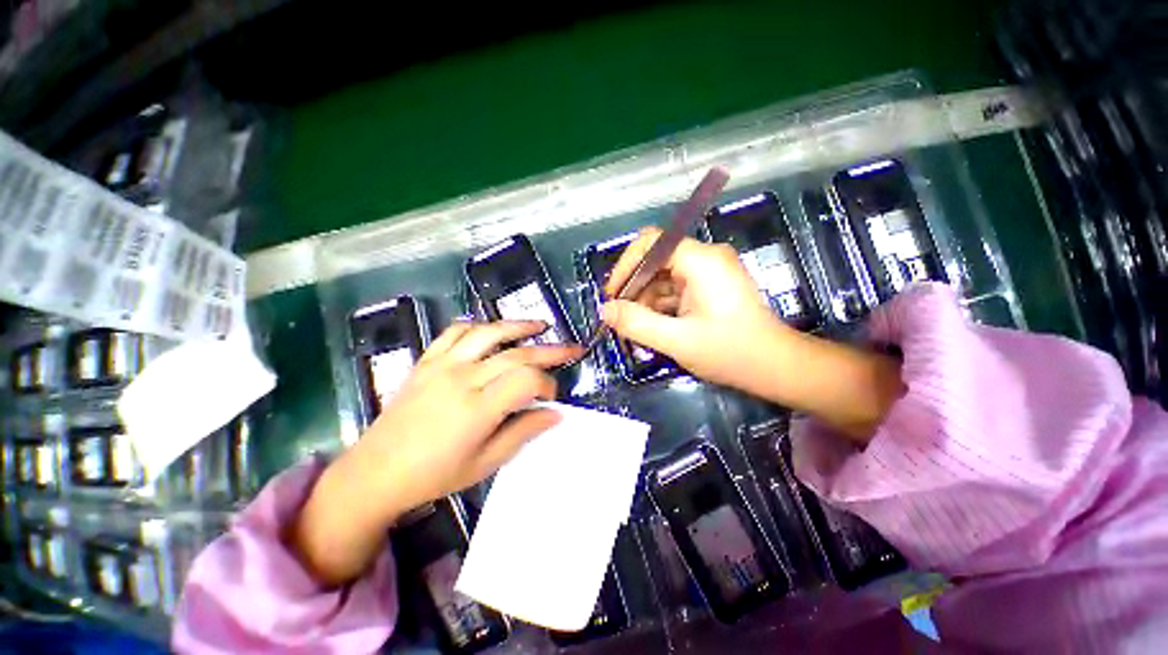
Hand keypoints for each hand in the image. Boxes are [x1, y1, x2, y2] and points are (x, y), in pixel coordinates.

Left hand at [291, 321, 581, 585]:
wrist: (376, 472)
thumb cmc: (434, 475)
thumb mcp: (485, 463)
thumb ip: (523, 432)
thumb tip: (556, 413)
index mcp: (477, 409)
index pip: (527, 380)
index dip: (548, 384)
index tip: (552, 396)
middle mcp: (462, 379)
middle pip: (516, 353)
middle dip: (550, 351)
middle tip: (572, 349)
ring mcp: (442, 365)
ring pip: (488, 333)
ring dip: (518, 326)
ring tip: (540, 326)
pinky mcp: (427, 360)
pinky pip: (455, 332)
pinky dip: (478, 326)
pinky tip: (492, 330)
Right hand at [601, 227, 791, 388]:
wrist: (777, 367)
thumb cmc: (731, 352)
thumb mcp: (677, 340)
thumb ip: (636, 323)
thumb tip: (604, 311)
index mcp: (700, 260)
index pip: (652, 243)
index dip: (626, 265)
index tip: (613, 295)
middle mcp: (705, 258)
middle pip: (656, 260)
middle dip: (634, 287)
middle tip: (620, 316)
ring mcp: (708, 273)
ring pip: (663, 277)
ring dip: (646, 300)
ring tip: (635, 326)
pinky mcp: (709, 288)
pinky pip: (675, 289)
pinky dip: (660, 306)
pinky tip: (652, 326)